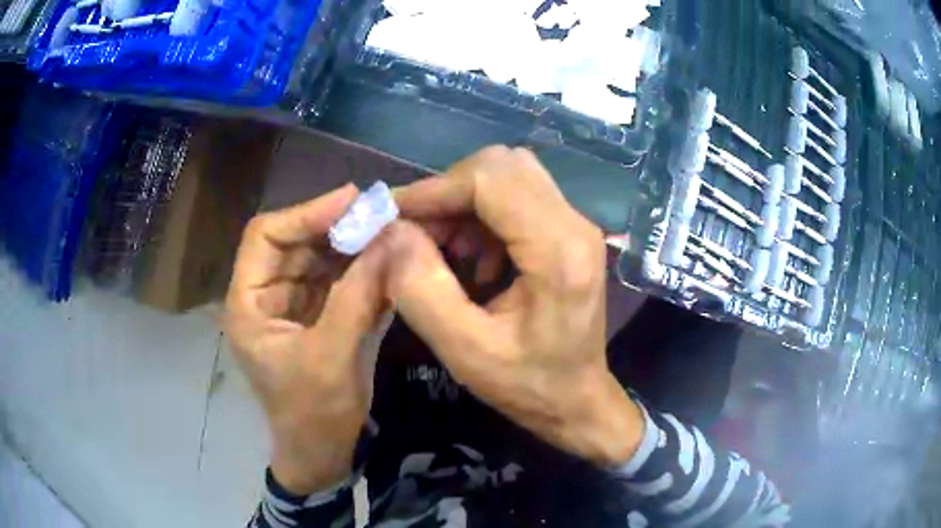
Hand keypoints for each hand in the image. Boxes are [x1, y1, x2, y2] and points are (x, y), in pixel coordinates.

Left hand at [224, 185, 388, 494]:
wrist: (321, 454)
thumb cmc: (313, 415)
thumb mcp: (332, 356)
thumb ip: (358, 296)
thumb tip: (392, 240)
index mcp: (248, 302)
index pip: (266, 236)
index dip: (306, 213)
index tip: (352, 200)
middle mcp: (265, 295)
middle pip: (295, 242)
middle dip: (335, 226)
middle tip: (381, 214)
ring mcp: (291, 304)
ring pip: (318, 257)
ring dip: (352, 245)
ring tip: (390, 232)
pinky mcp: (315, 315)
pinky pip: (335, 279)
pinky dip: (360, 268)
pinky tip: (386, 260)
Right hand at [386, 146, 644, 466]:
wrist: (577, 400)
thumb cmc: (528, 386)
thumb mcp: (464, 351)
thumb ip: (421, 289)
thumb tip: (392, 231)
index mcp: (558, 252)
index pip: (490, 179)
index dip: (434, 189)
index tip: (393, 216)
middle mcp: (575, 225)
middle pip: (501, 166)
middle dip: (448, 192)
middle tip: (416, 234)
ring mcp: (576, 225)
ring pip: (508, 176)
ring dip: (463, 202)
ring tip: (440, 248)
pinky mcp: (568, 232)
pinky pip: (517, 197)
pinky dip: (481, 214)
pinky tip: (471, 258)